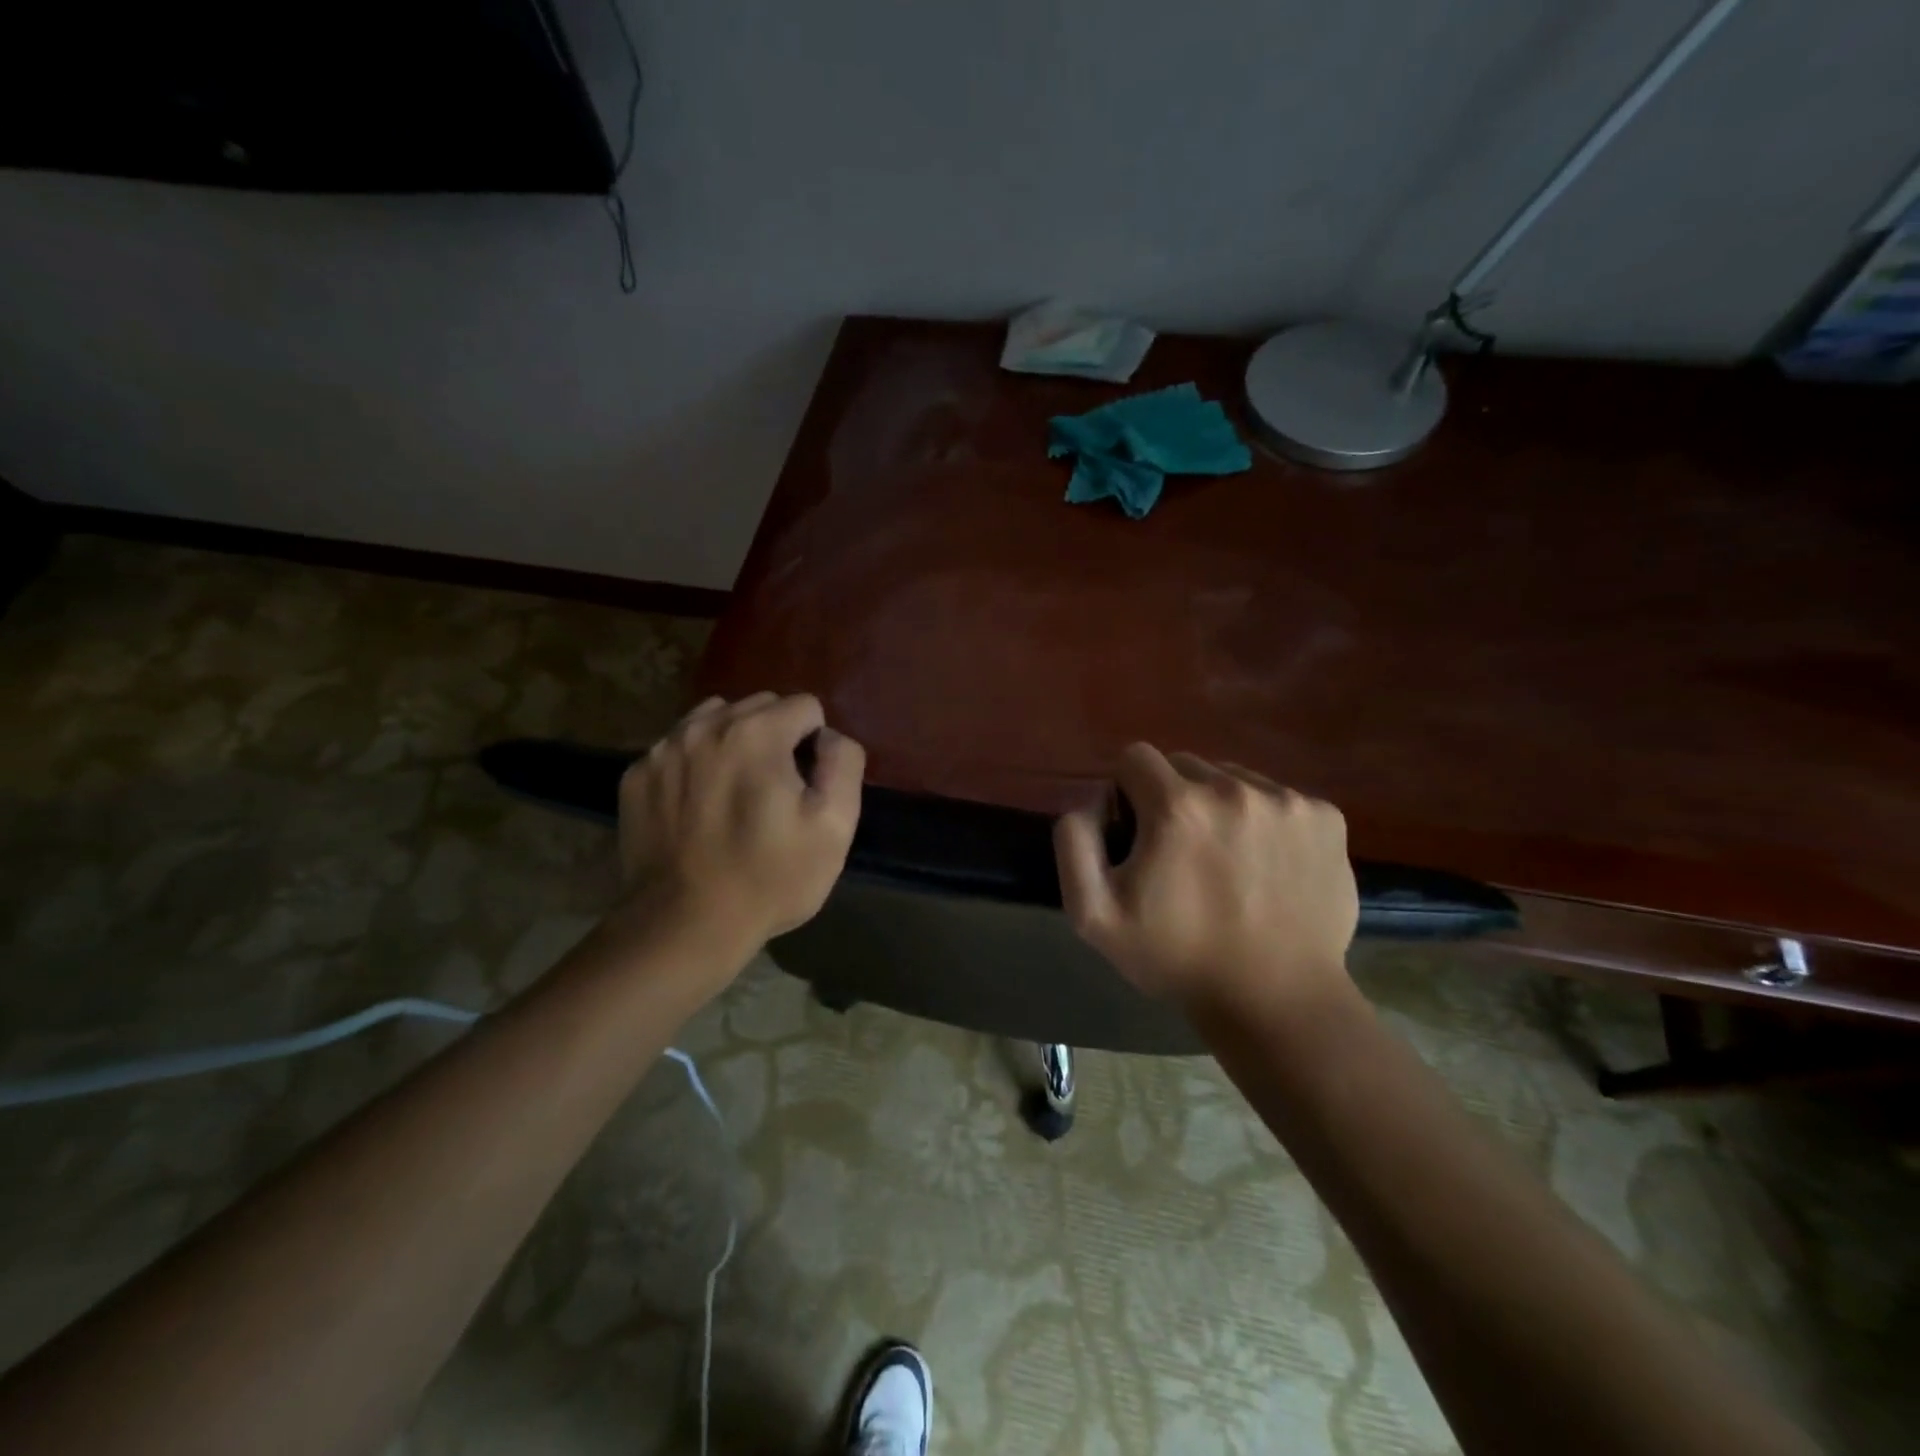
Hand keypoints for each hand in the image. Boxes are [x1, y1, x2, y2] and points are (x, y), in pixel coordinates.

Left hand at [616, 692, 864, 960]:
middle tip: (774, 790)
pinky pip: (677, 749)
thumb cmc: (770, 877)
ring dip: (733, 743)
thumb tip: (828, 737)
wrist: (684, 925)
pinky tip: (698, 808)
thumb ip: (843, 763)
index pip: (804, 707)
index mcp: (756, 732)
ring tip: (735, 792)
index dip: (815, 744)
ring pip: (713, 720)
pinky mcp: (636, 776)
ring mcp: (663, 749)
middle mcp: (705, 727)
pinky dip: (694, 765)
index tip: (806, 786)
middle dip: (775, 736)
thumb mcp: (835, 826)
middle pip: (758, 706)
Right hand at [1053, 744, 1357, 1012]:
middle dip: (1172, 797)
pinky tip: (1266, 865)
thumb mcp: (1093, 914)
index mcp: (1177, 806)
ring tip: (1227, 860)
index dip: (1126, 792)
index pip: (1135, 758)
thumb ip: (1074, 843)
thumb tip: (1092, 800)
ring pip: (1233, 778)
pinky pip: (1278, 798)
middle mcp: (1234, 788)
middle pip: (1185, 764)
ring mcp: (1287, 801)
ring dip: (1220, 805)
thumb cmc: (1177, 958)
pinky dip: (1265, 820)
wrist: (1276, 1001)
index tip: (1137, 834)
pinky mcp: (1327, 818)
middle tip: (1180, 851)